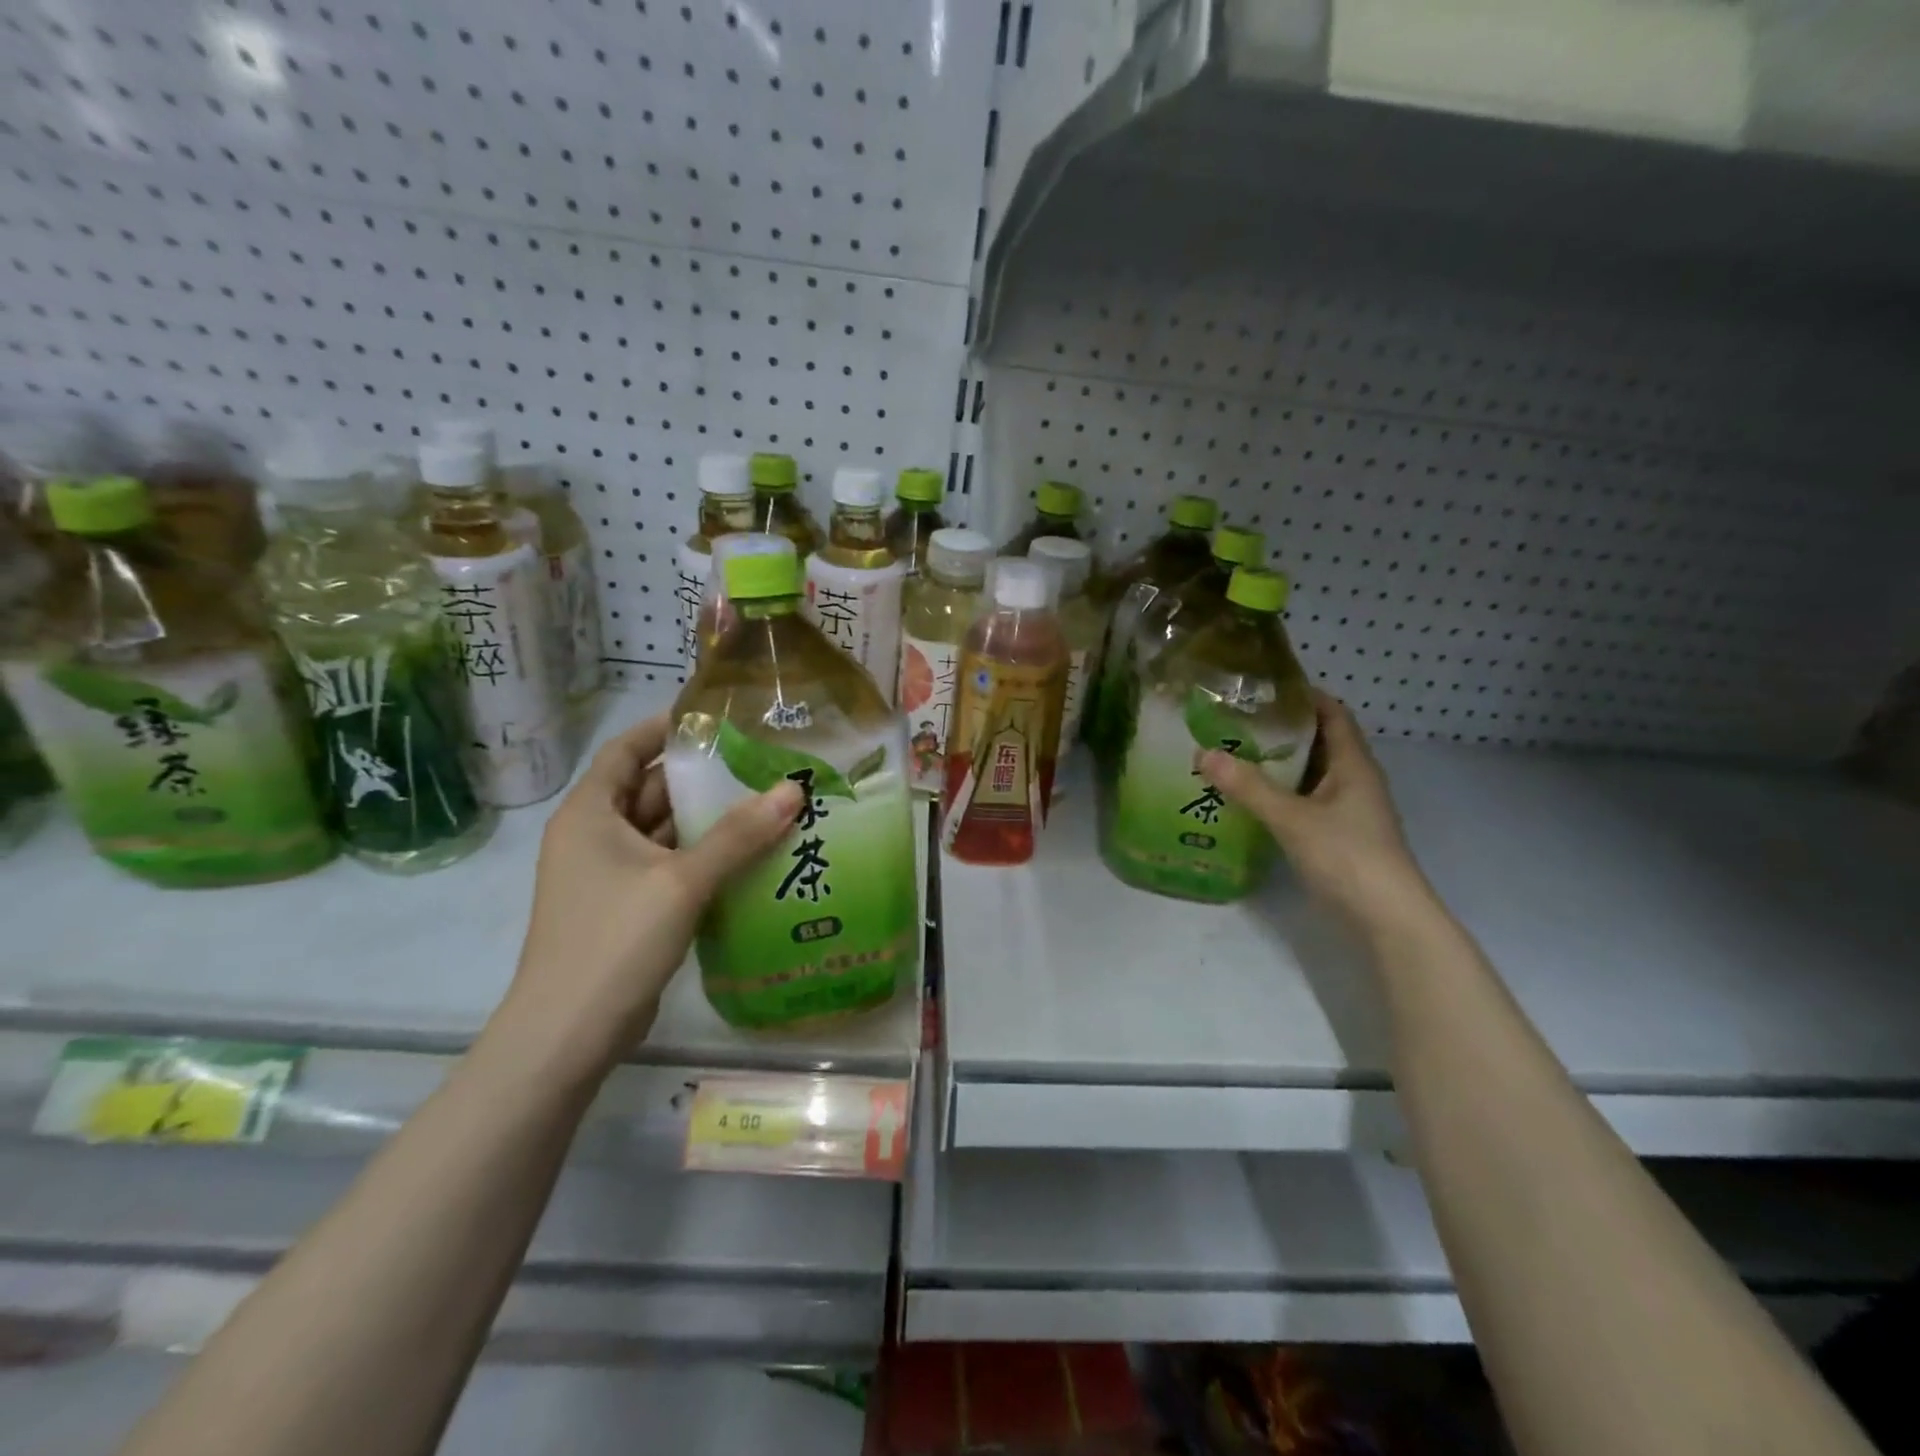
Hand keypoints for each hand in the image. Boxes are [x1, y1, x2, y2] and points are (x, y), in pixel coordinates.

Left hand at [494, 714, 802, 1080]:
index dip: (666, 729)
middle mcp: (595, 836)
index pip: (627, 750)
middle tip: (762, 763)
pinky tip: (751, 855)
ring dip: (709, 821)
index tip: (717, 718)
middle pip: (652, 790)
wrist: (569, 1034)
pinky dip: (705, 857)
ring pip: (665, 832)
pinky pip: (671, 866)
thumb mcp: (681, 880)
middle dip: (703, 778)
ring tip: (768, 803)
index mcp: (590, 813)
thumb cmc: (614, 940)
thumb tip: (794, 788)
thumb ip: (738, 834)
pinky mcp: (628, 908)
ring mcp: (610, 875)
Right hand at [1201, 690, 1433, 930]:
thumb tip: (1204, 753)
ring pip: (1308, 774)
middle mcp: (1353, 781)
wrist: (1387, 920)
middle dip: (1279, 729)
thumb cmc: (1348, 857)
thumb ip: (1249, 787)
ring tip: (1232, 754)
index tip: (1262, 688)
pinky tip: (1247, 798)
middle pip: (1317, 742)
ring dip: (1276, 764)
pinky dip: (1278, 794)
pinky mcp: (1336, 836)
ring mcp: (1346, 811)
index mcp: (1353, 765)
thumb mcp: (1292, 819)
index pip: (1333, 714)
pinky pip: (1303, 801)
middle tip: (1233, 721)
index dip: (1303, 696)